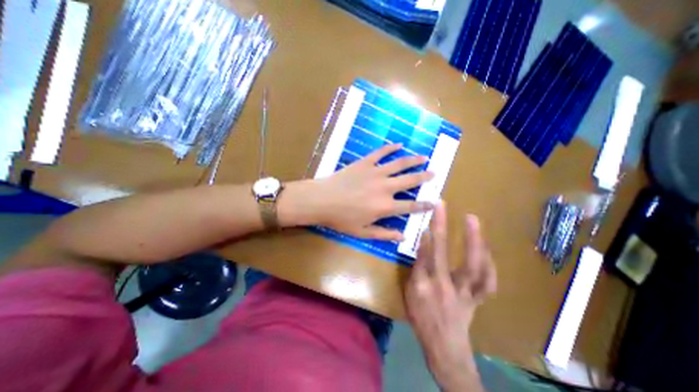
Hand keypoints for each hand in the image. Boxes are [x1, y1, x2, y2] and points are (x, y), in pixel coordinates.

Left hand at [309, 143, 432, 240]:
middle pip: (410, 181)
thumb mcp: (362, 232)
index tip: (434, 201)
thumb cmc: (341, 219)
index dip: (424, 205)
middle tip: (434, 173)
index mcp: (385, 207)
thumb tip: (403, 236)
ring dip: (413, 160)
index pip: (411, 206)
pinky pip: (380, 153)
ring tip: (424, 157)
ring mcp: (375, 172)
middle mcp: (385, 188)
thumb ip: (384, 234)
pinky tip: (399, 144)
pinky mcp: (365, 163)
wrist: (322, 200)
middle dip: (424, 177)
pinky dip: (390, 148)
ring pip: (399, 164)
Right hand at [404, 202, 496, 390]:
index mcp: (421, 286)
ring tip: (472, 219)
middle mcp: (442, 286)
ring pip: (472, 265)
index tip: (426, 217)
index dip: (423, 235)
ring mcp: (464, 293)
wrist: (444, 348)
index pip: (421, 255)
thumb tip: (422, 246)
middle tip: (442, 207)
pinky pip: (488, 281)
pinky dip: (490, 263)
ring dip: (473, 240)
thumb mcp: (408, 294)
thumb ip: (415, 270)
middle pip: (442, 252)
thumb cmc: (421, 319)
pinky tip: (487, 249)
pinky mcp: (477, 298)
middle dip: (440, 226)